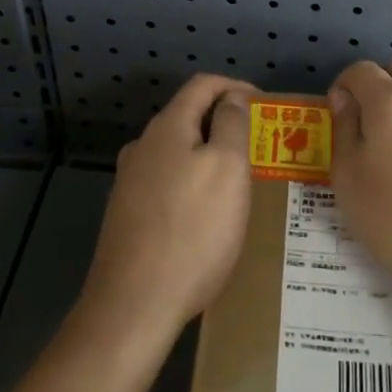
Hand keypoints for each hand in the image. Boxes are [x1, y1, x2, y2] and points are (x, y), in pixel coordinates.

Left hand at [81, 75, 254, 342]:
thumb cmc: (192, 230)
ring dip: (207, 156)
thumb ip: (232, 124)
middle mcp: (142, 146)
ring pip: (176, 152)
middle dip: (224, 123)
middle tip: (258, 146)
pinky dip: (191, 183)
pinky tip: (205, 214)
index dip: (236, 86)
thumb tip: (232, 97)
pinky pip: (166, 183)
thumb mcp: (227, 168)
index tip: (265, 106)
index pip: (203, 84)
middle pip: (188, 116)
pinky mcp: (126, 215)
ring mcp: (129, 182)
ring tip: (236, 181)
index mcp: (167, 127)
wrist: (133, 306)